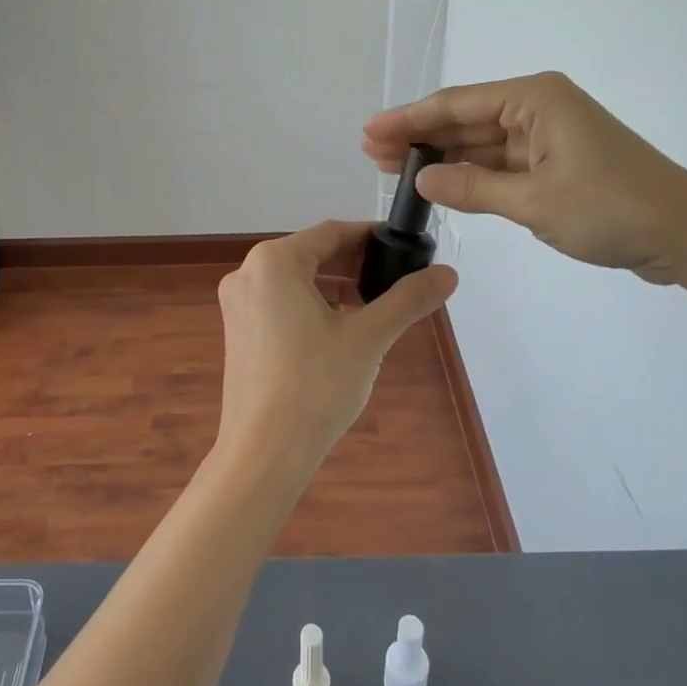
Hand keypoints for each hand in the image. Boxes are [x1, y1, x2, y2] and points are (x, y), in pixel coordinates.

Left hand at [215, 221, 456, 478]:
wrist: (264, 453)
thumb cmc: (316, 385)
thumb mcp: (368, 337)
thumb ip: (408, 299)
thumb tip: (448, 273)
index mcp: (274, 262)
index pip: (331, 232)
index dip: (370, 236)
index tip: (403, 246)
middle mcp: (248, 272)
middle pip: (311, 253)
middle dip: (354, 263)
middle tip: (395, 276)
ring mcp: (237, 303)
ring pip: (295, 279)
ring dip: (334, 285)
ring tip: (374, 303)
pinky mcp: (238, 331)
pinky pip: (279, 302)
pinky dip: (311, 305)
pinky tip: (339, 327)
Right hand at [363, 71, 686, 283]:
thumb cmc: (612, 209)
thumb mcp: (534, 202)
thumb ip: (472, 188)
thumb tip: (422, 178)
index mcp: (535, 99)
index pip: (457, 104)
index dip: (409, 119)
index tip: (370, 131)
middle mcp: (538, 108)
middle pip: (465, 119)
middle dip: (419, 137)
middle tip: (372, 153)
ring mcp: (548, 136)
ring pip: (481, 143)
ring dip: (441, 156)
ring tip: (393, 168)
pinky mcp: (556, 163)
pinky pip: (501, 163)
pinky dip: (471, 174)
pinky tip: (439, 182)